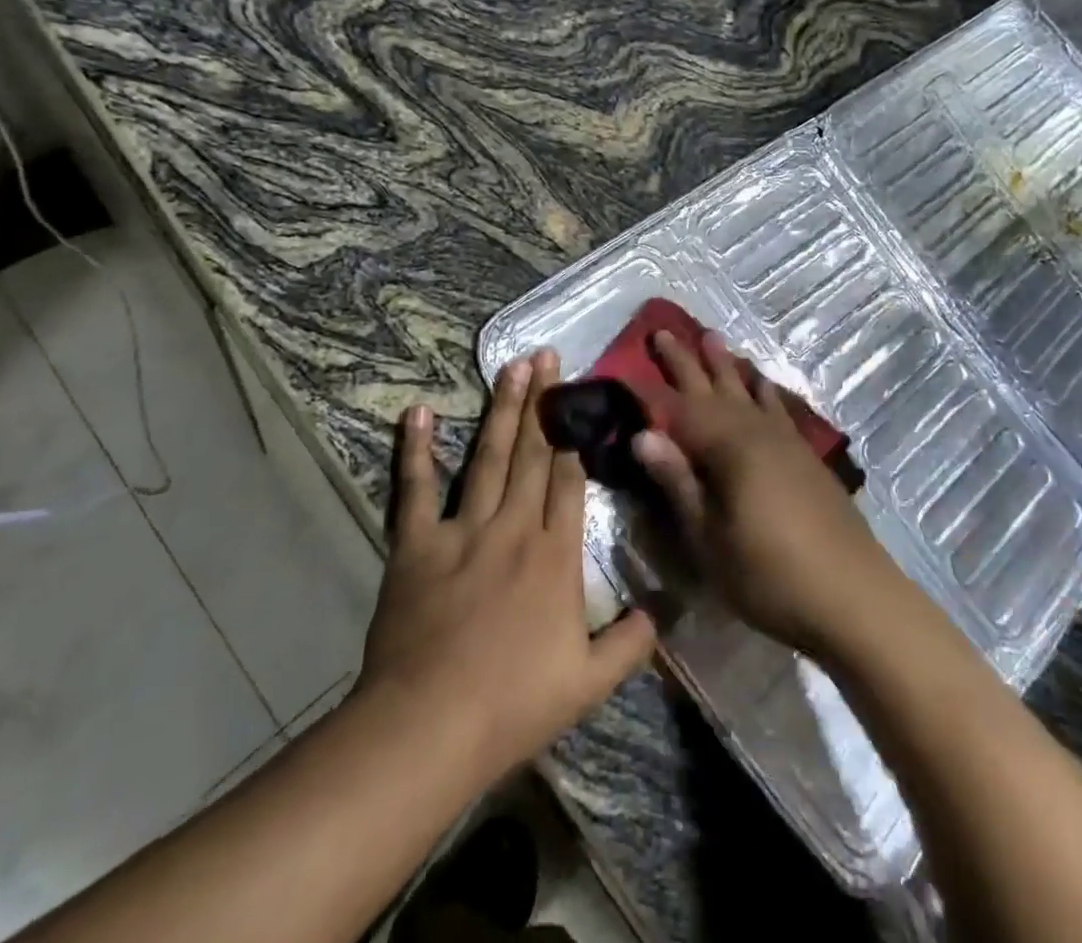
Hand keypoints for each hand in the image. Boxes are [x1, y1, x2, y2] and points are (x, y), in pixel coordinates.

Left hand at [353, 350, 657, 791]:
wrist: (430, 727)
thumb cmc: (513, 705)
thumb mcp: (589, 683)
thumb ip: (632, 643)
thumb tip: (666, 610)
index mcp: (556, 556)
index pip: (569, 481)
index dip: (575, 435)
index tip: (578, 395)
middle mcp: (514, 529)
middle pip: (533, 455)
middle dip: (543, 403)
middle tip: (546, 355)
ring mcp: (464, 530)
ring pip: (489, 457)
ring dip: (502, 410)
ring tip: (512, 366)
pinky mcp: (417, 543)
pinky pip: (416, 488)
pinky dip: (415, 449)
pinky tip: (417, 412)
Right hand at [632, 330, 903, 657]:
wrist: (854, 595)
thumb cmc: (770, 576)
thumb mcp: (710, 539)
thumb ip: (678, 483)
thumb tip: (642, 435)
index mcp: (727, 449)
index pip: (678, 410)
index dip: (650, 389)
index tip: (624, 365)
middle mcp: (754, 432)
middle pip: (713, 389)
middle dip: (686, 361)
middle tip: (663, 331)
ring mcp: (784, 441)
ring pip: (747, 390)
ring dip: (726, 365)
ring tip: (711, 336)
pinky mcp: (805, 455)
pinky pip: (777, 406)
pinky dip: (764, 389)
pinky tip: (761, 381)